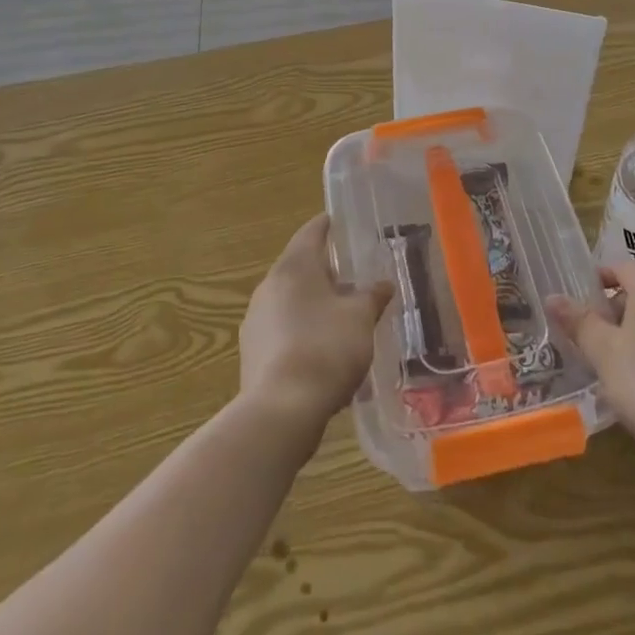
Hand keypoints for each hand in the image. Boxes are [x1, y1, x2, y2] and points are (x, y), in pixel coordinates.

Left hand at [239, 214, 392, 434]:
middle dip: (325, 272)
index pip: (311, 232)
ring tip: (342, 319)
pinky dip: (302, 332)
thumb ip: (372, 297)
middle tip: (353, 278)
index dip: (328, 226)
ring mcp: (256, 320)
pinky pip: (282, 330)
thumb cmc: (326, 348)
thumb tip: (383, 285)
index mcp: (294, 266)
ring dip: (313, 305)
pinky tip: (322, 353)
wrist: (281, 411)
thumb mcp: (361, 318)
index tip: (341, 223)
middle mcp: (269, 286)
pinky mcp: (252, 353)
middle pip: (299, 267)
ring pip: (290, 301)